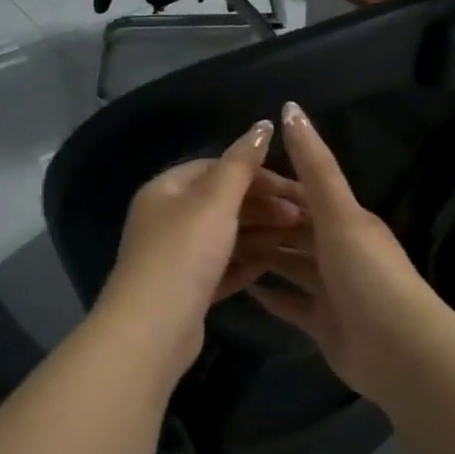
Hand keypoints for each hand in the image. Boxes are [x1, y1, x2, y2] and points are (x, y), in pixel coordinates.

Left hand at [97, 120, 304, 381]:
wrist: (152, 329)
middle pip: (222, 202)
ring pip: (225, 235)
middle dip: (263, 205)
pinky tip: (272, 264)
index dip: (256, 172)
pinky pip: (221, 266)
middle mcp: (167, 218)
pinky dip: (245, 262)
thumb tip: (263, 124)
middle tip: (302, 216)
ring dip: (260, 233)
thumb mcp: (216, 201)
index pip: (216, 167)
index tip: (294, 185)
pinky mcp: (186, 289)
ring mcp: (175, 256)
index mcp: (166, 190)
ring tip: (297, 238)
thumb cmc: (185, 252)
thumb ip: (241, 163)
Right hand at [247, 102, 435, 400]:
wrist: (398, 349)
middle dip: (261, 223)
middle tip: (214, 219)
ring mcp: (332, 289)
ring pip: (291, 264)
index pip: (303, 194)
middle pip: (294, 230)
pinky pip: (291, 303)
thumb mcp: (338, 212)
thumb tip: (290, 108)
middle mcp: (340, 250)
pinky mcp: (324, 323)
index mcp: (347, 220)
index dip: (271, 186)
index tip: (232, 180)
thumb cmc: (366, 272)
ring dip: (262, 256)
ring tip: (219, 249)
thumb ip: (314, 165)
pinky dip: (271, 295)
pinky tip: (243, 288)